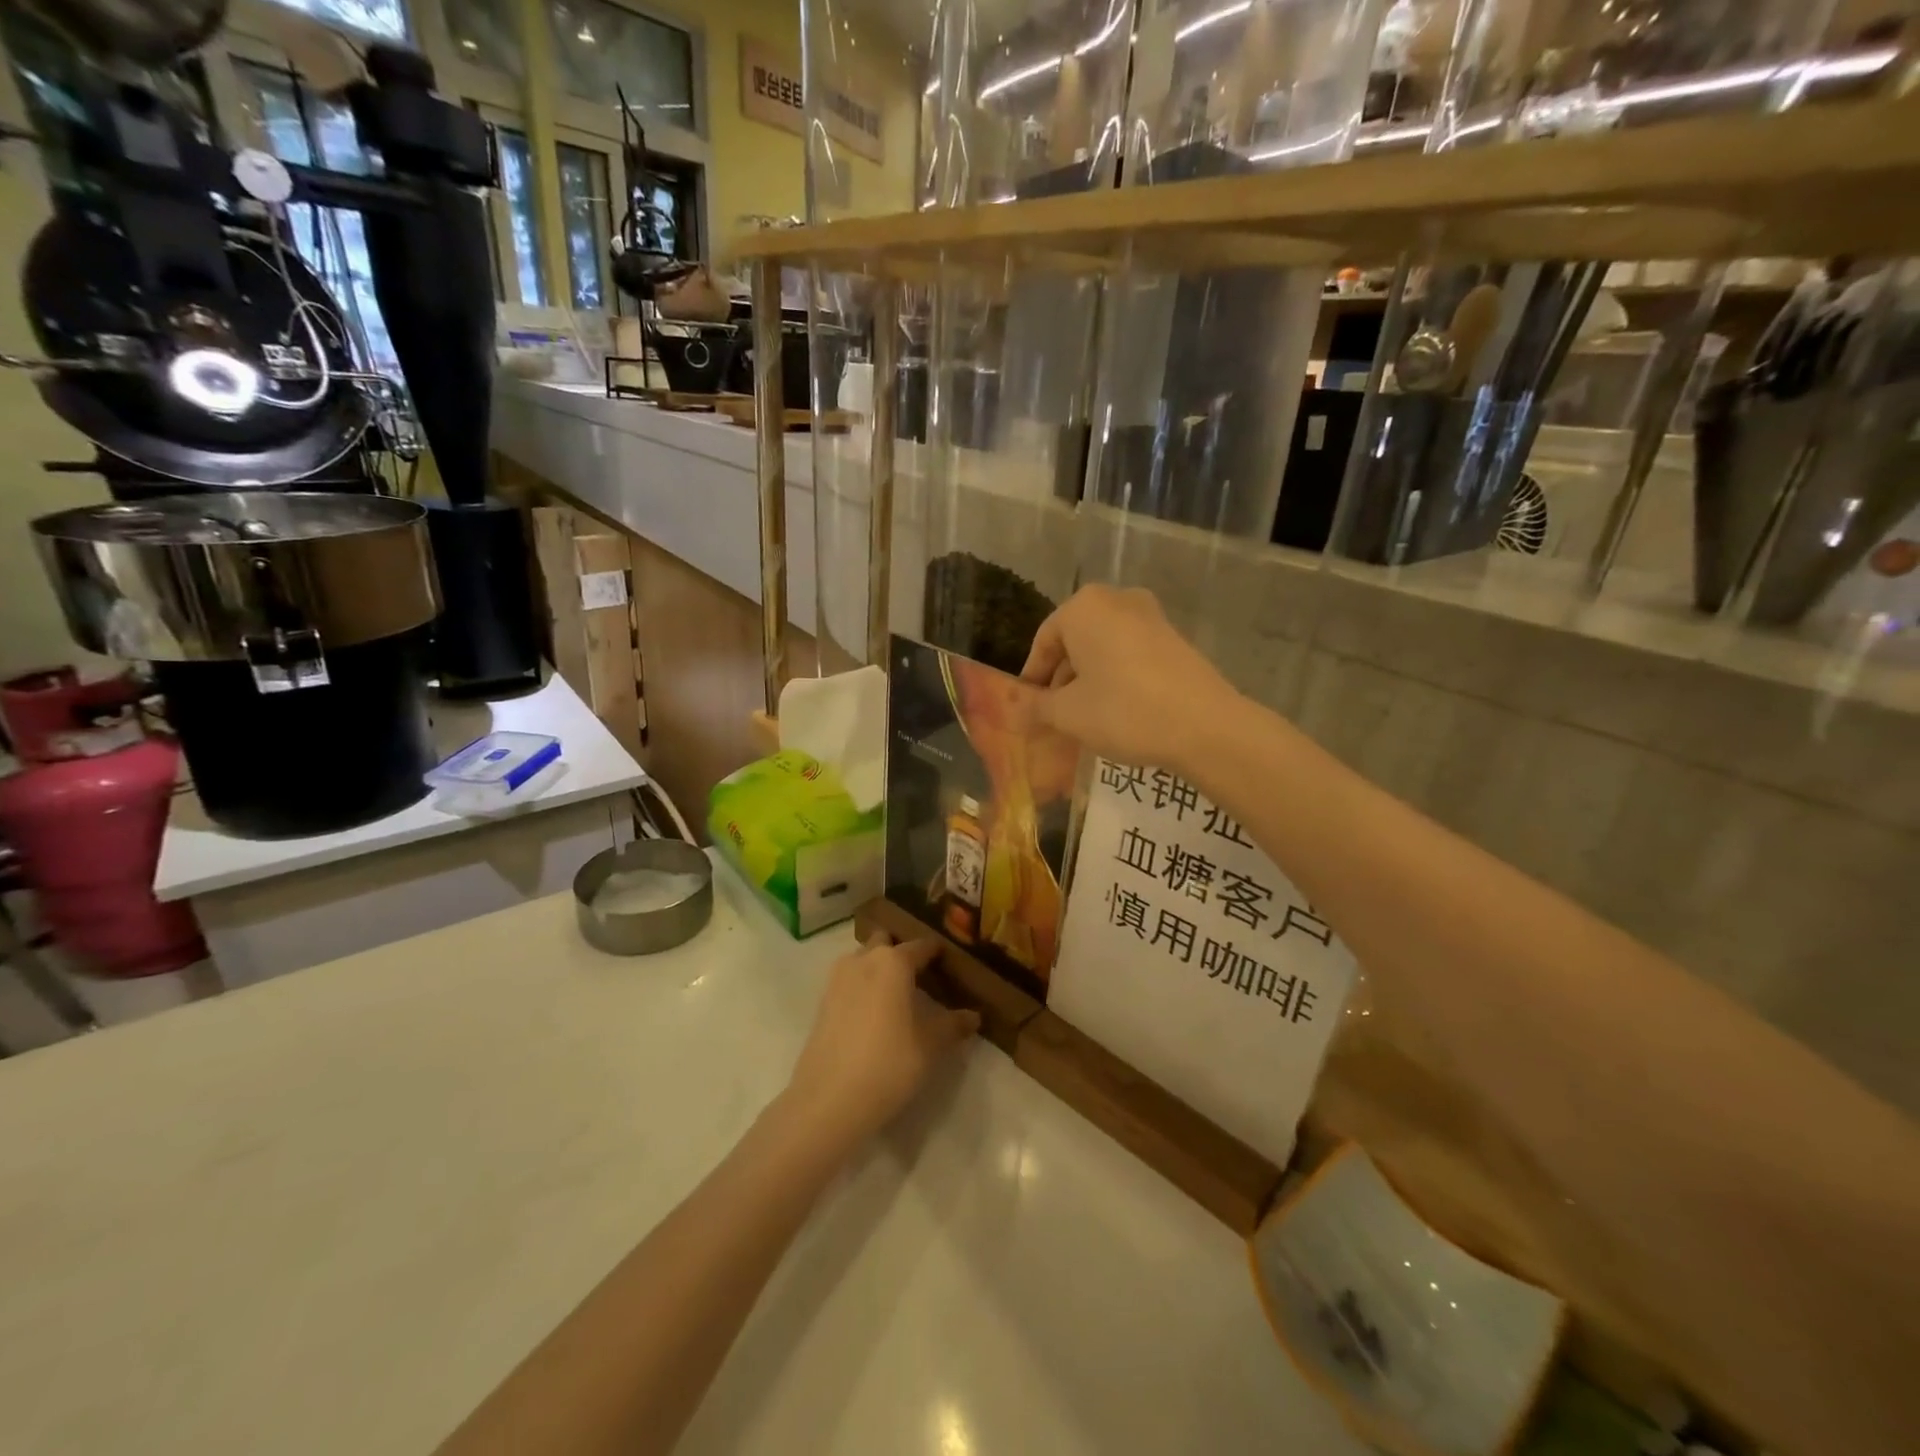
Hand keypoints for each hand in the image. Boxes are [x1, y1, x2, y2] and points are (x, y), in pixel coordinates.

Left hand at [783, 934, 980, 1146]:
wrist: (829, 1099)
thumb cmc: (889, 1063)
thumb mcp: (931, 1046)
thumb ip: (953, 1025)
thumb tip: (973, 1016)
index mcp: (894, 961)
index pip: (922, 945)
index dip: (938, 952)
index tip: (951, 962)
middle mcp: (864, 960)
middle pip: (886, 943)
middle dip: (901, 953)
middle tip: (921, 976)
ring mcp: (838, 979)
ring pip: (863, 960)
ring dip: (878, 969)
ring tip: (897, 995)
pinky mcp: (822, 1002)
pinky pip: (849, 981)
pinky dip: (863, 987)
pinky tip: (874, 1013)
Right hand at [1013, 586, 1242, 777]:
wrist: (1204, 726)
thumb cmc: (1123, 711)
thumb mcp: (1068, 714)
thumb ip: (1037, 706)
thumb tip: (1018, 707)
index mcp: (1083, 607)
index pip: (1043, 642)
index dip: (1032, 678)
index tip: (1029, 708)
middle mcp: (1116, 599)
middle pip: (1074, 640)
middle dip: (1061, 677)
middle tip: (1054, 715)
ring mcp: (1150, 615)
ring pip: (1103, 646)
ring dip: (1088, 678)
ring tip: (1084, 716)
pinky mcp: (1174, 636)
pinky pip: (1129, 652)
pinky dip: (1116, 675)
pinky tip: (1117, 709)